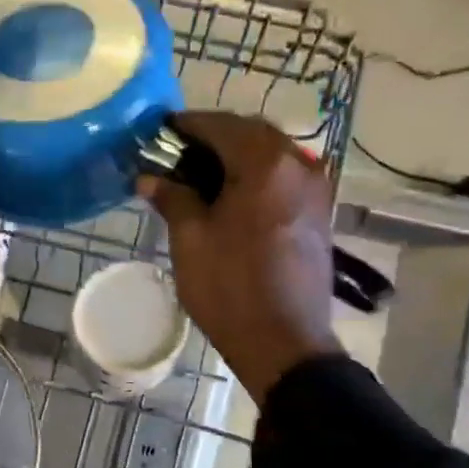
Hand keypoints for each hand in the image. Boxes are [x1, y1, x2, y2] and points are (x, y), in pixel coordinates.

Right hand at [137, 112, 340, 402]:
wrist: (284, 341)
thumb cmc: (229, 287)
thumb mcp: (190, 239)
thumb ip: (172, 197)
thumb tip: (150, 177)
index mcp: (264, 164)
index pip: (220, 125)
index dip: (186, 125)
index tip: (159, 134)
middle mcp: (298, 165)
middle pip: (250, 134)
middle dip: (213, 137)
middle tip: (177, 155)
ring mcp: (315, 188)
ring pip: (270, 154)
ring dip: (236, 156)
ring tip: (200, 177)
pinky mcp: (318, 212)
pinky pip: (283, 177)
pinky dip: (256, 175)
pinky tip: (230, 197)